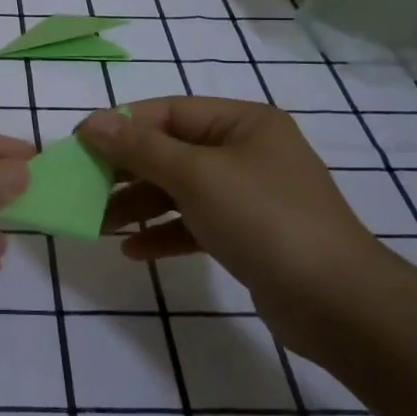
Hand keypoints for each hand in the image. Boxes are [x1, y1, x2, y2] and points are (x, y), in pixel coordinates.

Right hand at [77, 97, 386, 337]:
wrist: (337, 303)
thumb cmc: (263, 220)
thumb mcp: (195, 176)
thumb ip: (139, 148)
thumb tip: (92, 123)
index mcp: (243, 123)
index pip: (168, 112)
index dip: (121, 125)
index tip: (79, 145)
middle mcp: (247, 151)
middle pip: (172, 151)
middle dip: (126, 172)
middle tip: (84, 188)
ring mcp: (249, 195)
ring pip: (180, 190)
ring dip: (139, 206)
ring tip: (99, 225)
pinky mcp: (248, 234)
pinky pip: (195, 223)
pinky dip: (165, 233)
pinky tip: (135, 251)